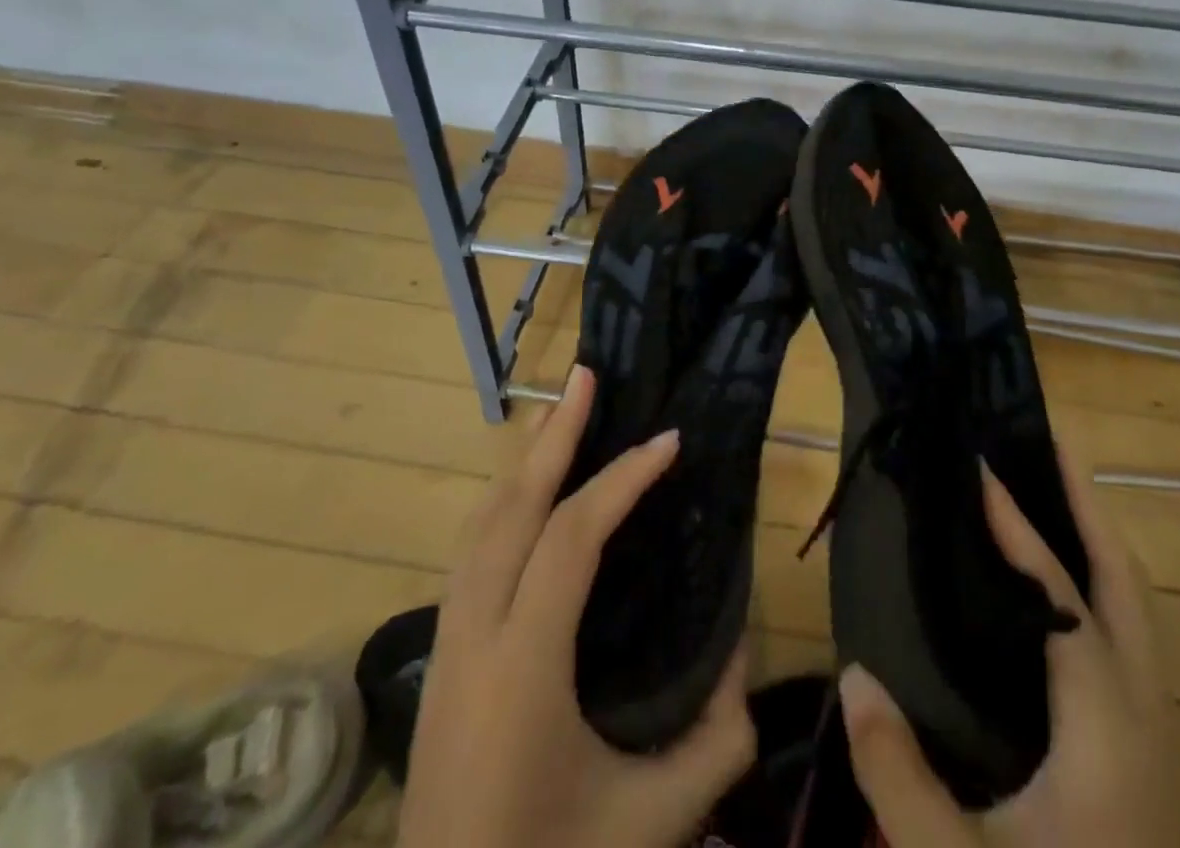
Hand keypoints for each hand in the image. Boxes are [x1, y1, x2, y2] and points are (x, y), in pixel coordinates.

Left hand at [397, 364, 757, 847]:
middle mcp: (473, 637)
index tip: (669, 441)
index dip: (622, 480)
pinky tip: (530, 497)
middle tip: (587, 376)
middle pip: (511, 508)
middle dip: (553, 435)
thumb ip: (717, 738)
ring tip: (560, 416)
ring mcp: (445, 646)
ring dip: (524, 463)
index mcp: (522, 665)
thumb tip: (741, 651)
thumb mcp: (651, 823)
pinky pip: (470, 554)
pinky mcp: (438, 660)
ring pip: (480, 525)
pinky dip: (504, 504)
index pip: (572, 538)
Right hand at [838, 441, 1179, 847]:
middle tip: (1046, 447)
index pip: (1062, 599)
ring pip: (1138, 613)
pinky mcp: (1147, 760)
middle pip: (1127, 586)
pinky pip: (1128, 641)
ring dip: (1097, 545)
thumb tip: (852, 674)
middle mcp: (1143, 717)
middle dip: (1088, 508)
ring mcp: (1155, 740)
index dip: (1021, 530)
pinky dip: (1098, 589)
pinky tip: (1056, 594)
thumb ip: (898, 775)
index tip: (984, 471)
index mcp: (1104, 728)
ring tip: (1051, 498)